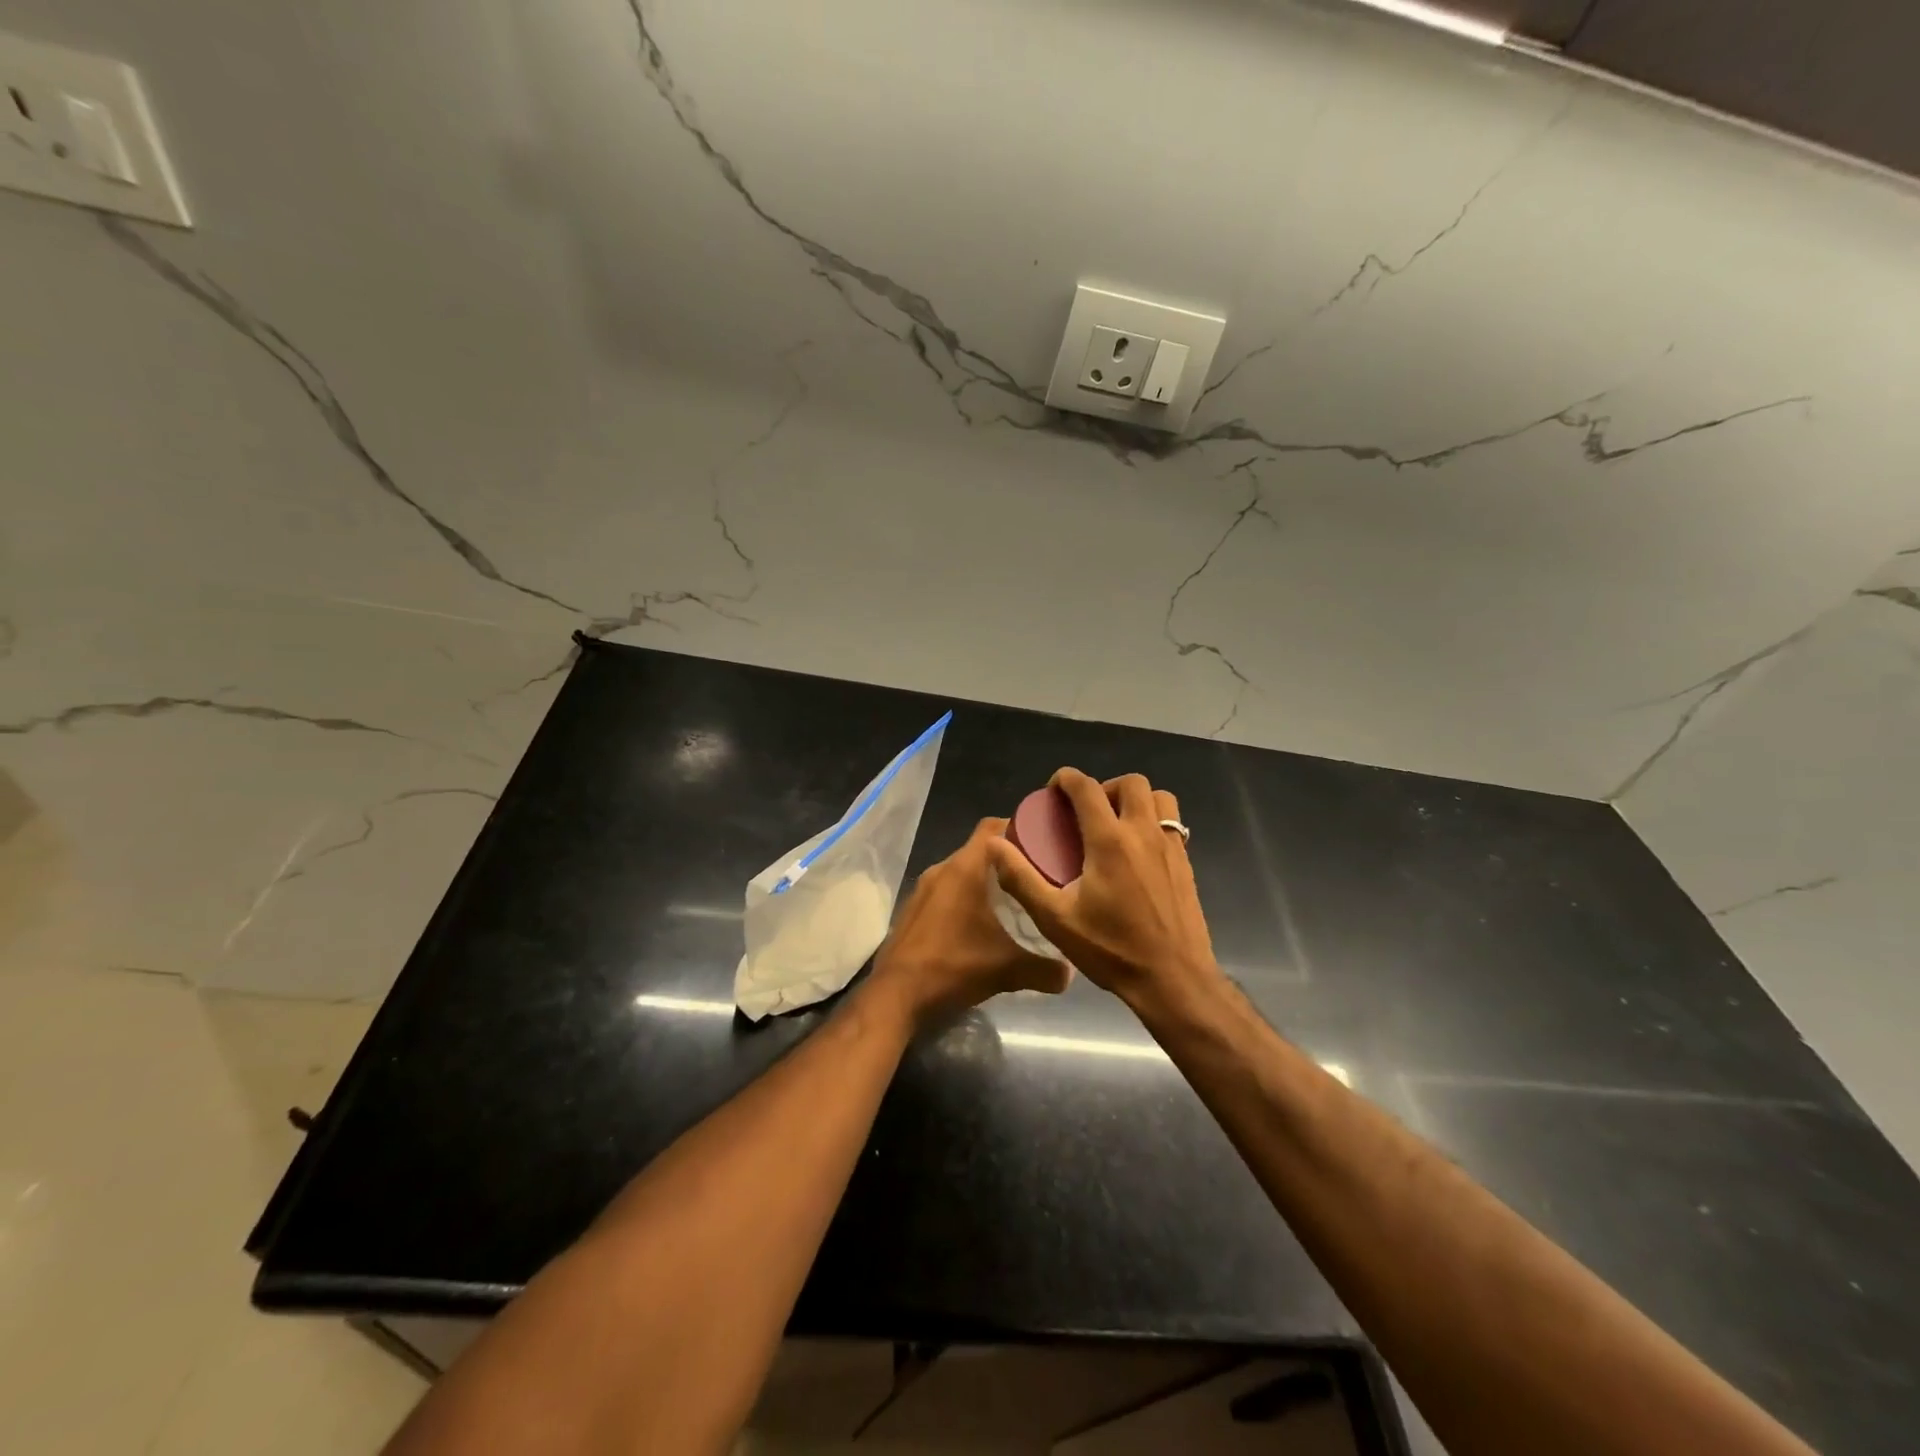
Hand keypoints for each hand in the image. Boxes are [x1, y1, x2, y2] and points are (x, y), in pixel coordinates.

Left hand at [869, 818, 1073, 1028]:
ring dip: (983, 880)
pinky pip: (945, 891)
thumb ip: (1044, 968)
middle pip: (978, 850)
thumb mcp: (1007, 969)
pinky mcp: (913, 909)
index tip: (1043, 840)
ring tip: (1013, 899)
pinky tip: (979, 923)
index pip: (992, 827)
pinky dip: (963, 898)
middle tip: (1036, 874)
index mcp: (964, 869)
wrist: (896, 994)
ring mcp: (923, 889)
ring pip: (960, 872)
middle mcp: (942, 869)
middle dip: (1006, 858)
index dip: (1017, 827)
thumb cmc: (953, 966)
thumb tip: (1070, 974)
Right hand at [986, 768, 1217, 1006]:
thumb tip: (994, 845)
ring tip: (1115, 824)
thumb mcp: (1055, 918)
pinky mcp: (1186, 863)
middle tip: (1086, 812)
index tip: (1053, 791)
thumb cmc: (1111, 949)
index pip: (1086, 787)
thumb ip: (1022, 878)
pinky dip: (1153, 820)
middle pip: (1130, 782)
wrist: (1174, 980)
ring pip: (1158, 796)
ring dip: (1135, 799)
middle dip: (1104, 787)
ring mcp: (1171, 847)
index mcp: (1109, 840)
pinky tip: (1137, 852)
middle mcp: (1143, 833)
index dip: (1066, 779)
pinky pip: (1171, 822)